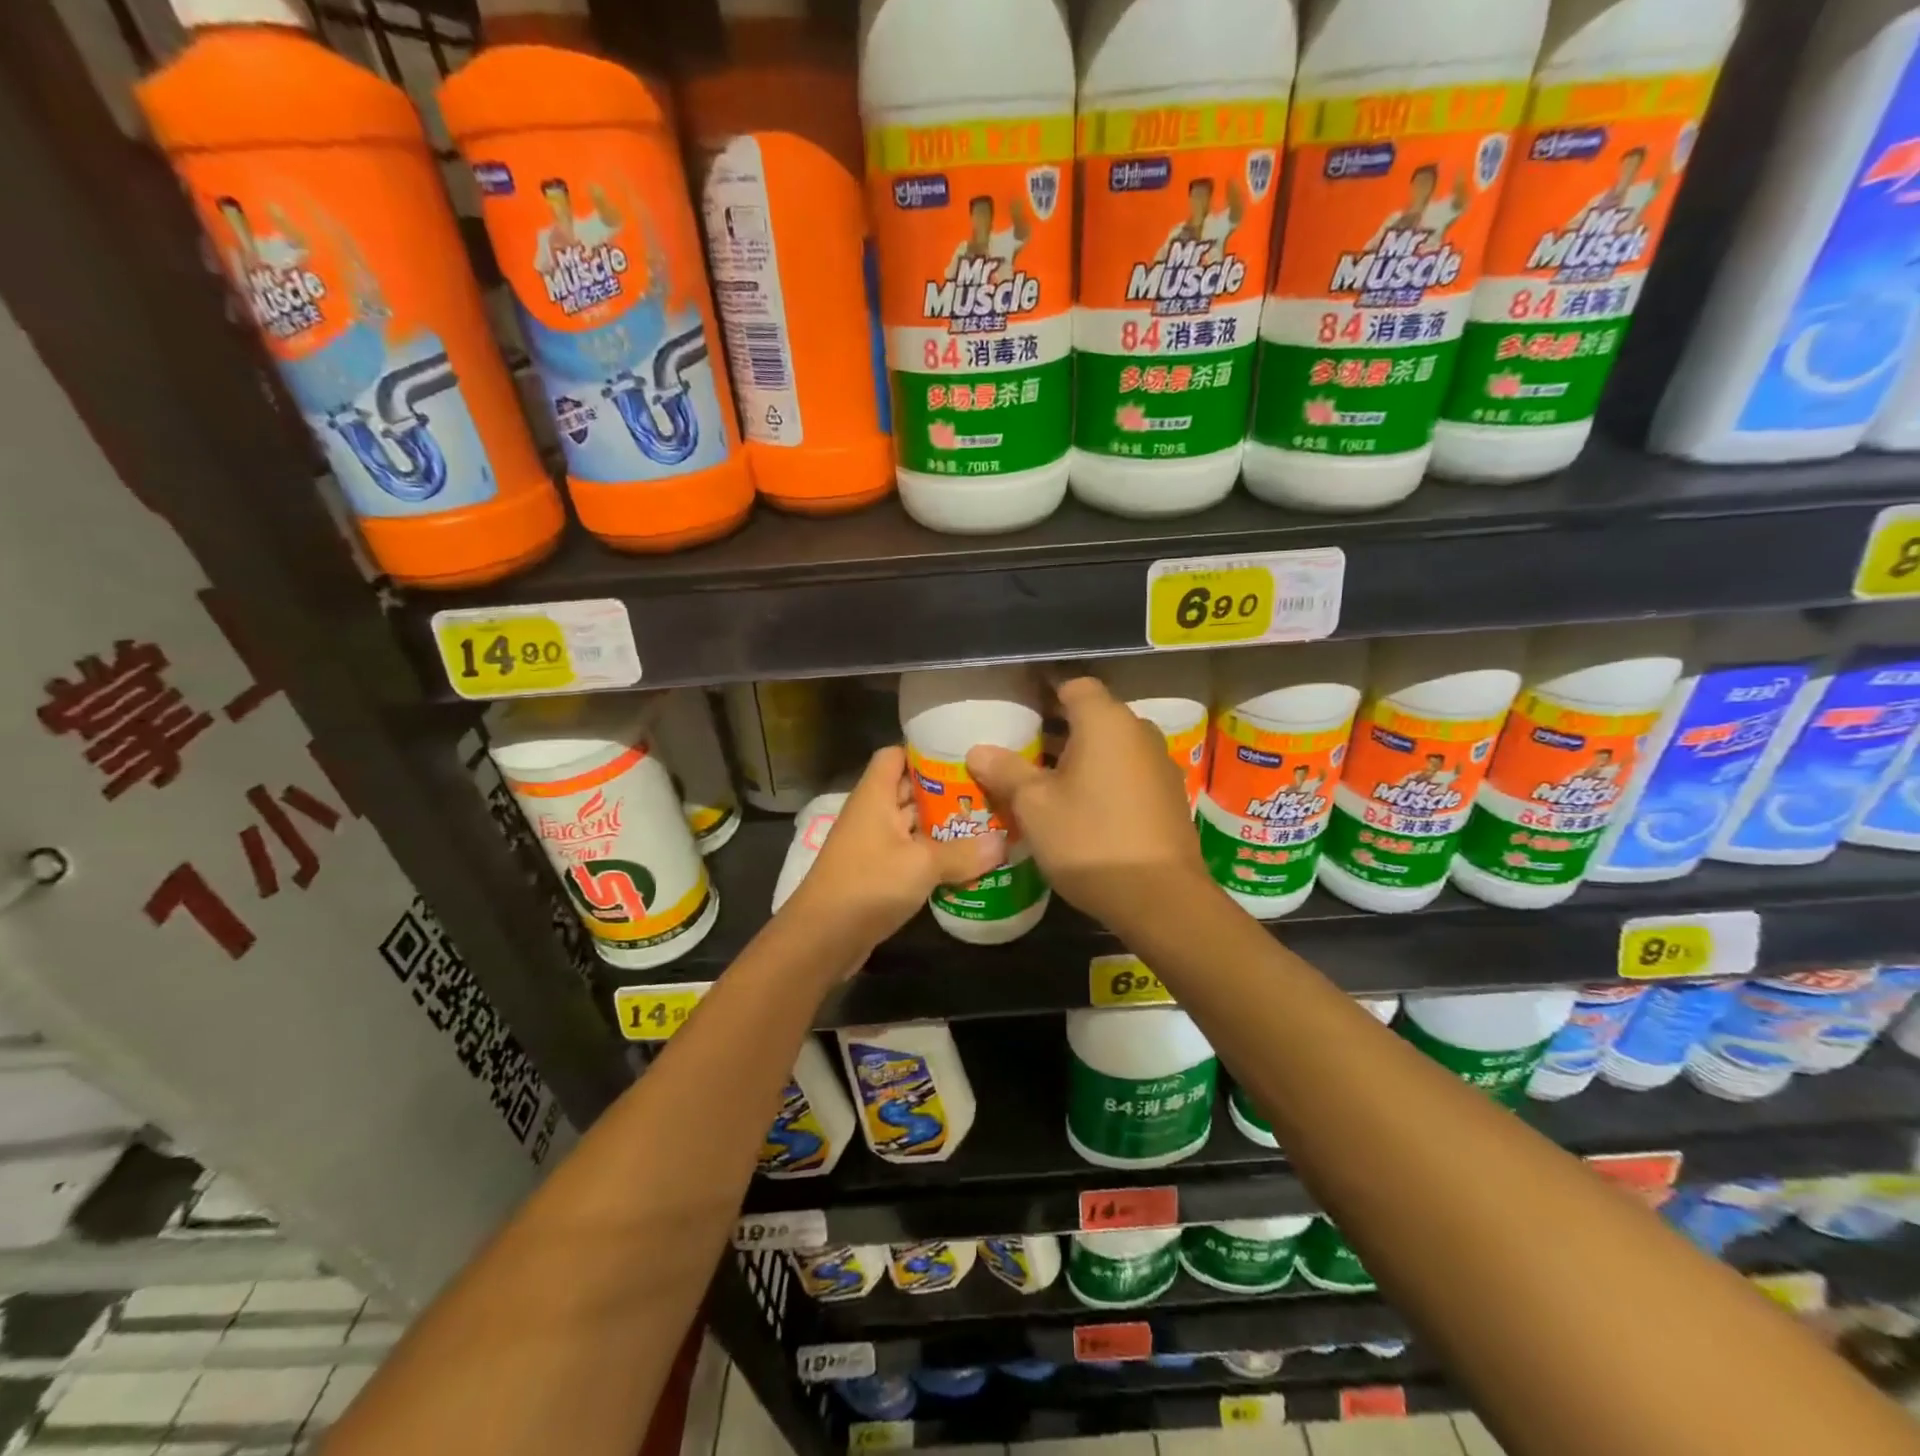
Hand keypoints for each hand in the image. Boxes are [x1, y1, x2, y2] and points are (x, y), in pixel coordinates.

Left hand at [782, 747, 1005, 954]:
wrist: (822, 939)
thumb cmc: (868, 885)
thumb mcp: (922, 865)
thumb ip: (963, 853)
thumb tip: (1003, 843)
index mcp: (875, 796)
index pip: (895, 755)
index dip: (925, 752)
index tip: (963, 756)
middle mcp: (873, 814)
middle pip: (910, 790)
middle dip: (946, 791)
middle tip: (989, 792)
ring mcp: (873, 845)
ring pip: (913, 825)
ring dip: (943, 827)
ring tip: (987, 825)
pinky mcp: (877, 874)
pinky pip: (911, 854)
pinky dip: (934, 856)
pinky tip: (967, 863)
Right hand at [967, 677, 1208, 928]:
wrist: (1160, 898)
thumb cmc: (1089, 840)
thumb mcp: (1035, 807)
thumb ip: (1006, 772)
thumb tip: (978, 750)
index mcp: (1106, 722)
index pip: (1074, 685)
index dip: (1045, 692)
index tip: (1019, 709)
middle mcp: (1139, 732)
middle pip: (1094, 715)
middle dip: (1058, 728)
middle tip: (1022, 749)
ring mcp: (1160, 764)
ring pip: (1112, 746)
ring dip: (1082, 755)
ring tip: (1045, 780)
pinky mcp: (1169, 796)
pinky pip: (1129, 771)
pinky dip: (1104, 777)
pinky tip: (1082, 807)